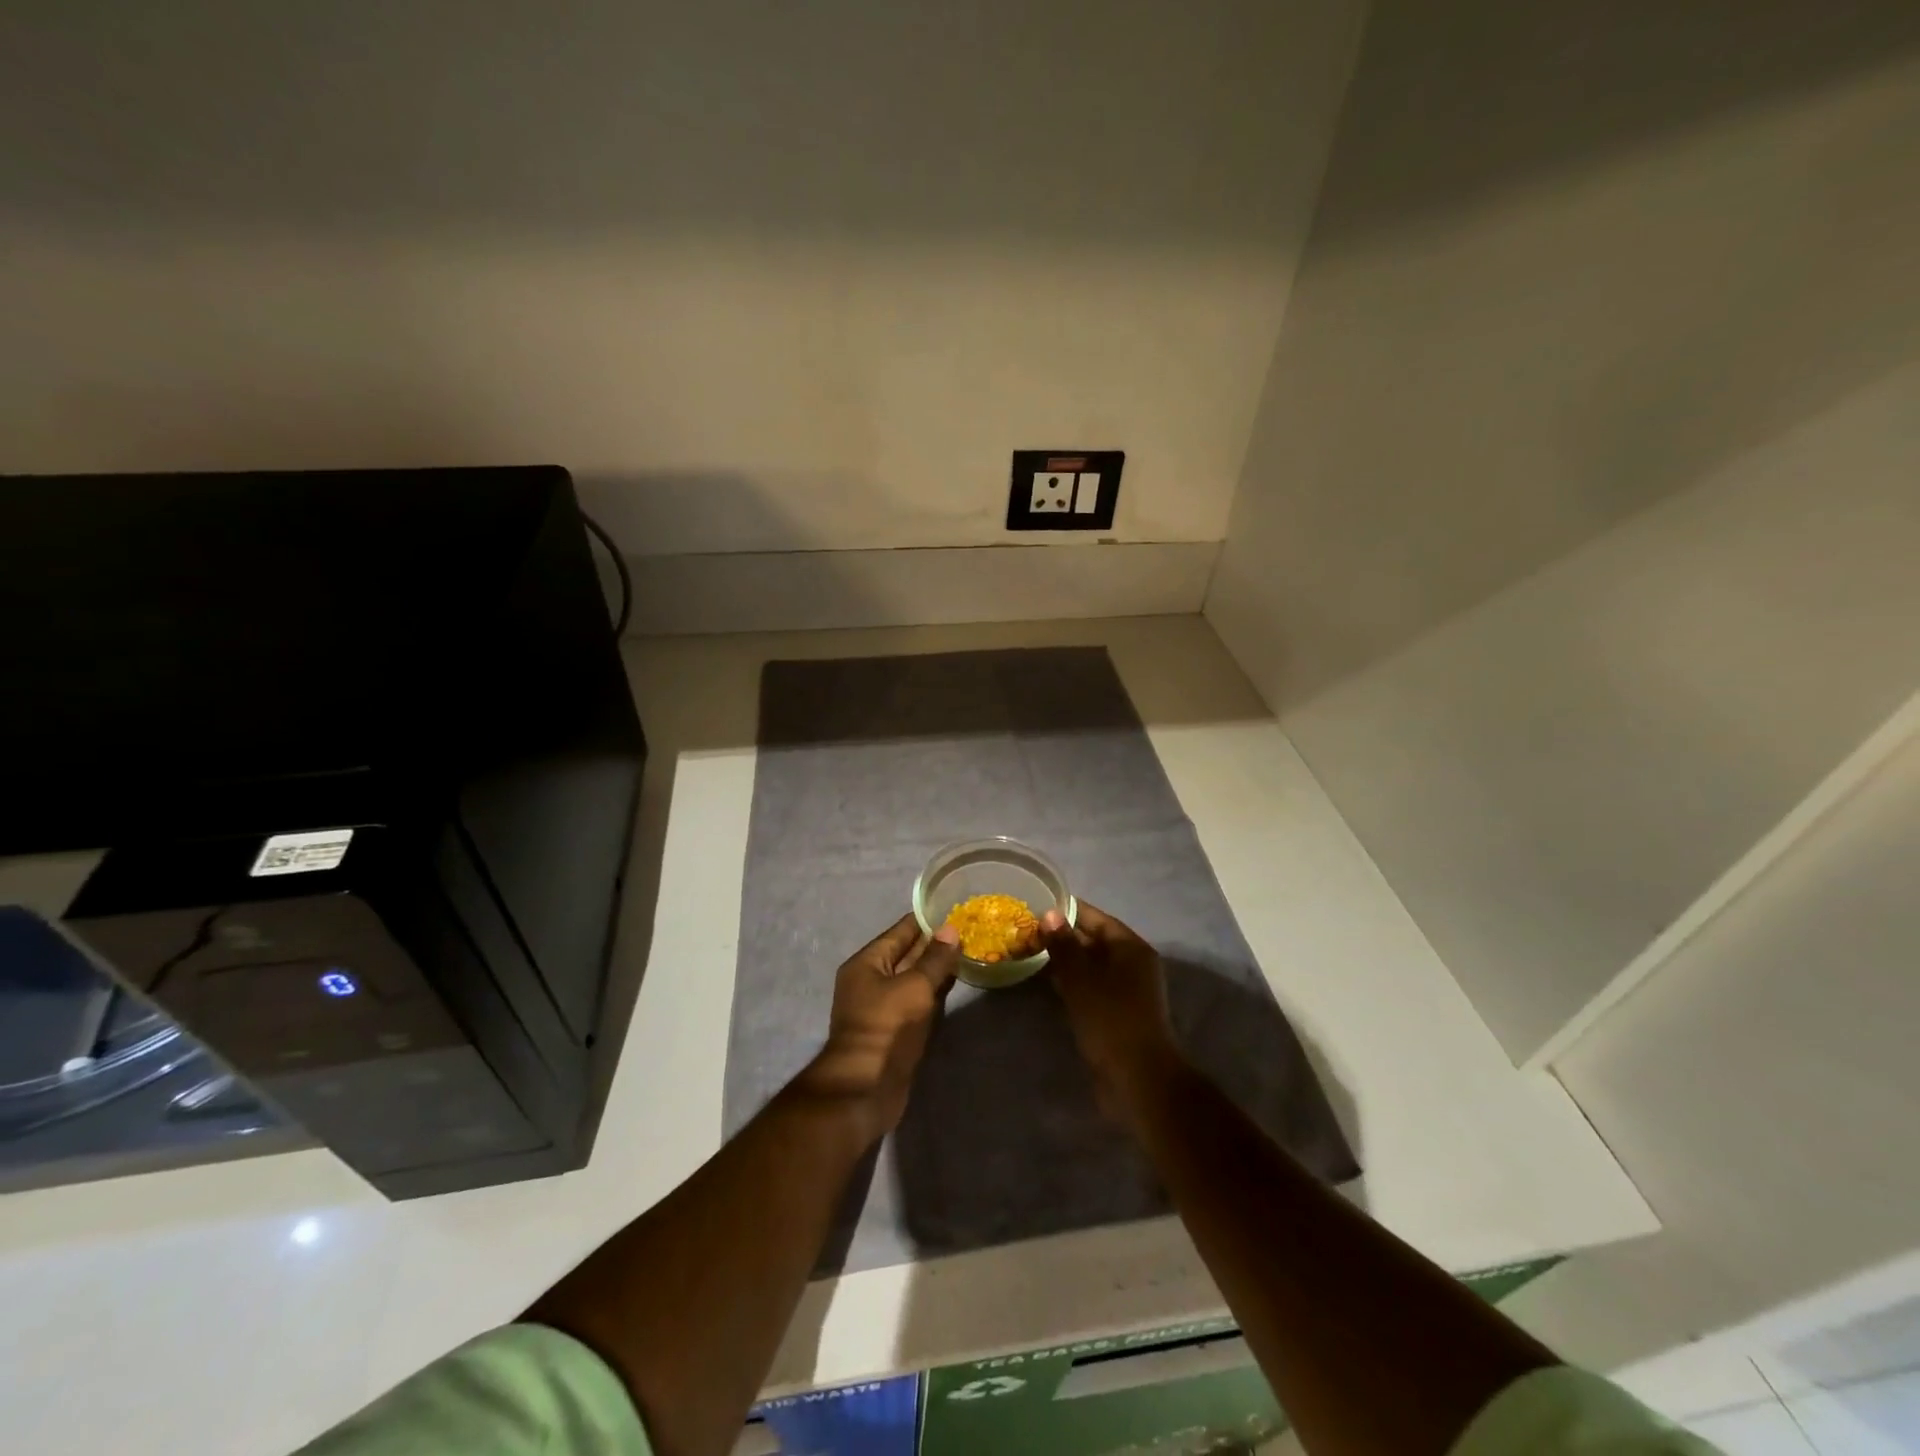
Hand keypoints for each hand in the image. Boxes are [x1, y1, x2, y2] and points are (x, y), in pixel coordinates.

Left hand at [800, 914, 959, 1139]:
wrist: (867, 1088)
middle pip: (906, 955)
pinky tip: (955, 984)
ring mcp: (882, 1007)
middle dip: (934, 945)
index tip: (953, 909)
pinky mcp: (894, 1030)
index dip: (926, 920)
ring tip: (967, 953)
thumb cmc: (887, 1027)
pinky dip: (934, 992)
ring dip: (936, 970)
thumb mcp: (915, 987)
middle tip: (968, 931)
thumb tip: (950, 929)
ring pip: (913, 979)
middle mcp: (870, 980)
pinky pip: (916, 1001)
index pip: (900, 932)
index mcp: (866, 963)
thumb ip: (934, 959)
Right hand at [1041, 902, 1181, 1121]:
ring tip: (1029, 951)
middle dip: (1062, 936)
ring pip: (1090, 966)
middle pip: (1093, 941)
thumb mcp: (1081, 979)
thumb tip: (1050, 914)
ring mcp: (1125, 991)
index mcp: (1131, 948)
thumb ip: (1064, 945)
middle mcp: (1131, 964)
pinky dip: (1070, 982)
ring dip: (1063, 960)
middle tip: (1026, 929)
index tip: (1038, 903)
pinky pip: (1090, 987)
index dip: (1068, 910)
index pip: (1096, 918)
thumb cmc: (1111, 1020)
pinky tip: (1045, 982)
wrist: (1138, 1080)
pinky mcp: (1116, 1013)